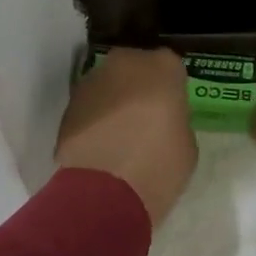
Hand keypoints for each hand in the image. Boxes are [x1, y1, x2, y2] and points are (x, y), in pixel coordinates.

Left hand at [54, 48, 196, 226]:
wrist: (103, 192)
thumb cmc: (158, 165)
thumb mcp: (186, 143)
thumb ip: (175, 119)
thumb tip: (162, 121)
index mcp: (162, 66)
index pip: (171, 67)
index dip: (171, 88)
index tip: (171, 109)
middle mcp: (125, 63)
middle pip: (135, 67)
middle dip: (139, 86)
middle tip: (145, 117)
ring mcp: (92, 81)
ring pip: (109, 84)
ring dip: (114, 100)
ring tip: (119, 134)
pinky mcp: (68, 105)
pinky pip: (89, 106)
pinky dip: (94, 118)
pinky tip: (100, 144)